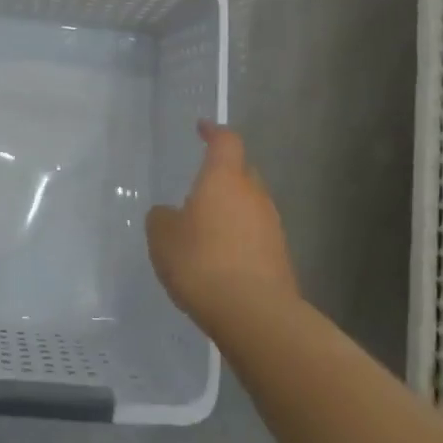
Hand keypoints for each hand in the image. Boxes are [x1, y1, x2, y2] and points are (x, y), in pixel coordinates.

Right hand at [146, 121, 299, 327]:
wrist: (255, 315)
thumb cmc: (202, 262)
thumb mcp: (163, 238)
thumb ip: (162, 218)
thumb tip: (169, 214)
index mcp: (224, 178)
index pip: (225, 141)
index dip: (213, 132)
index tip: (202, 128)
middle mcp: (253, 194)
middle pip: (241, 172)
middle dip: (223, 176)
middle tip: (200, 189)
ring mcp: (272, 225)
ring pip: (250, 205)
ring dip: (232, 211)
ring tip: (208, 231)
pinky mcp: (281, 257)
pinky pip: (256, 235)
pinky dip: (241, 239)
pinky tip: (222, 261)